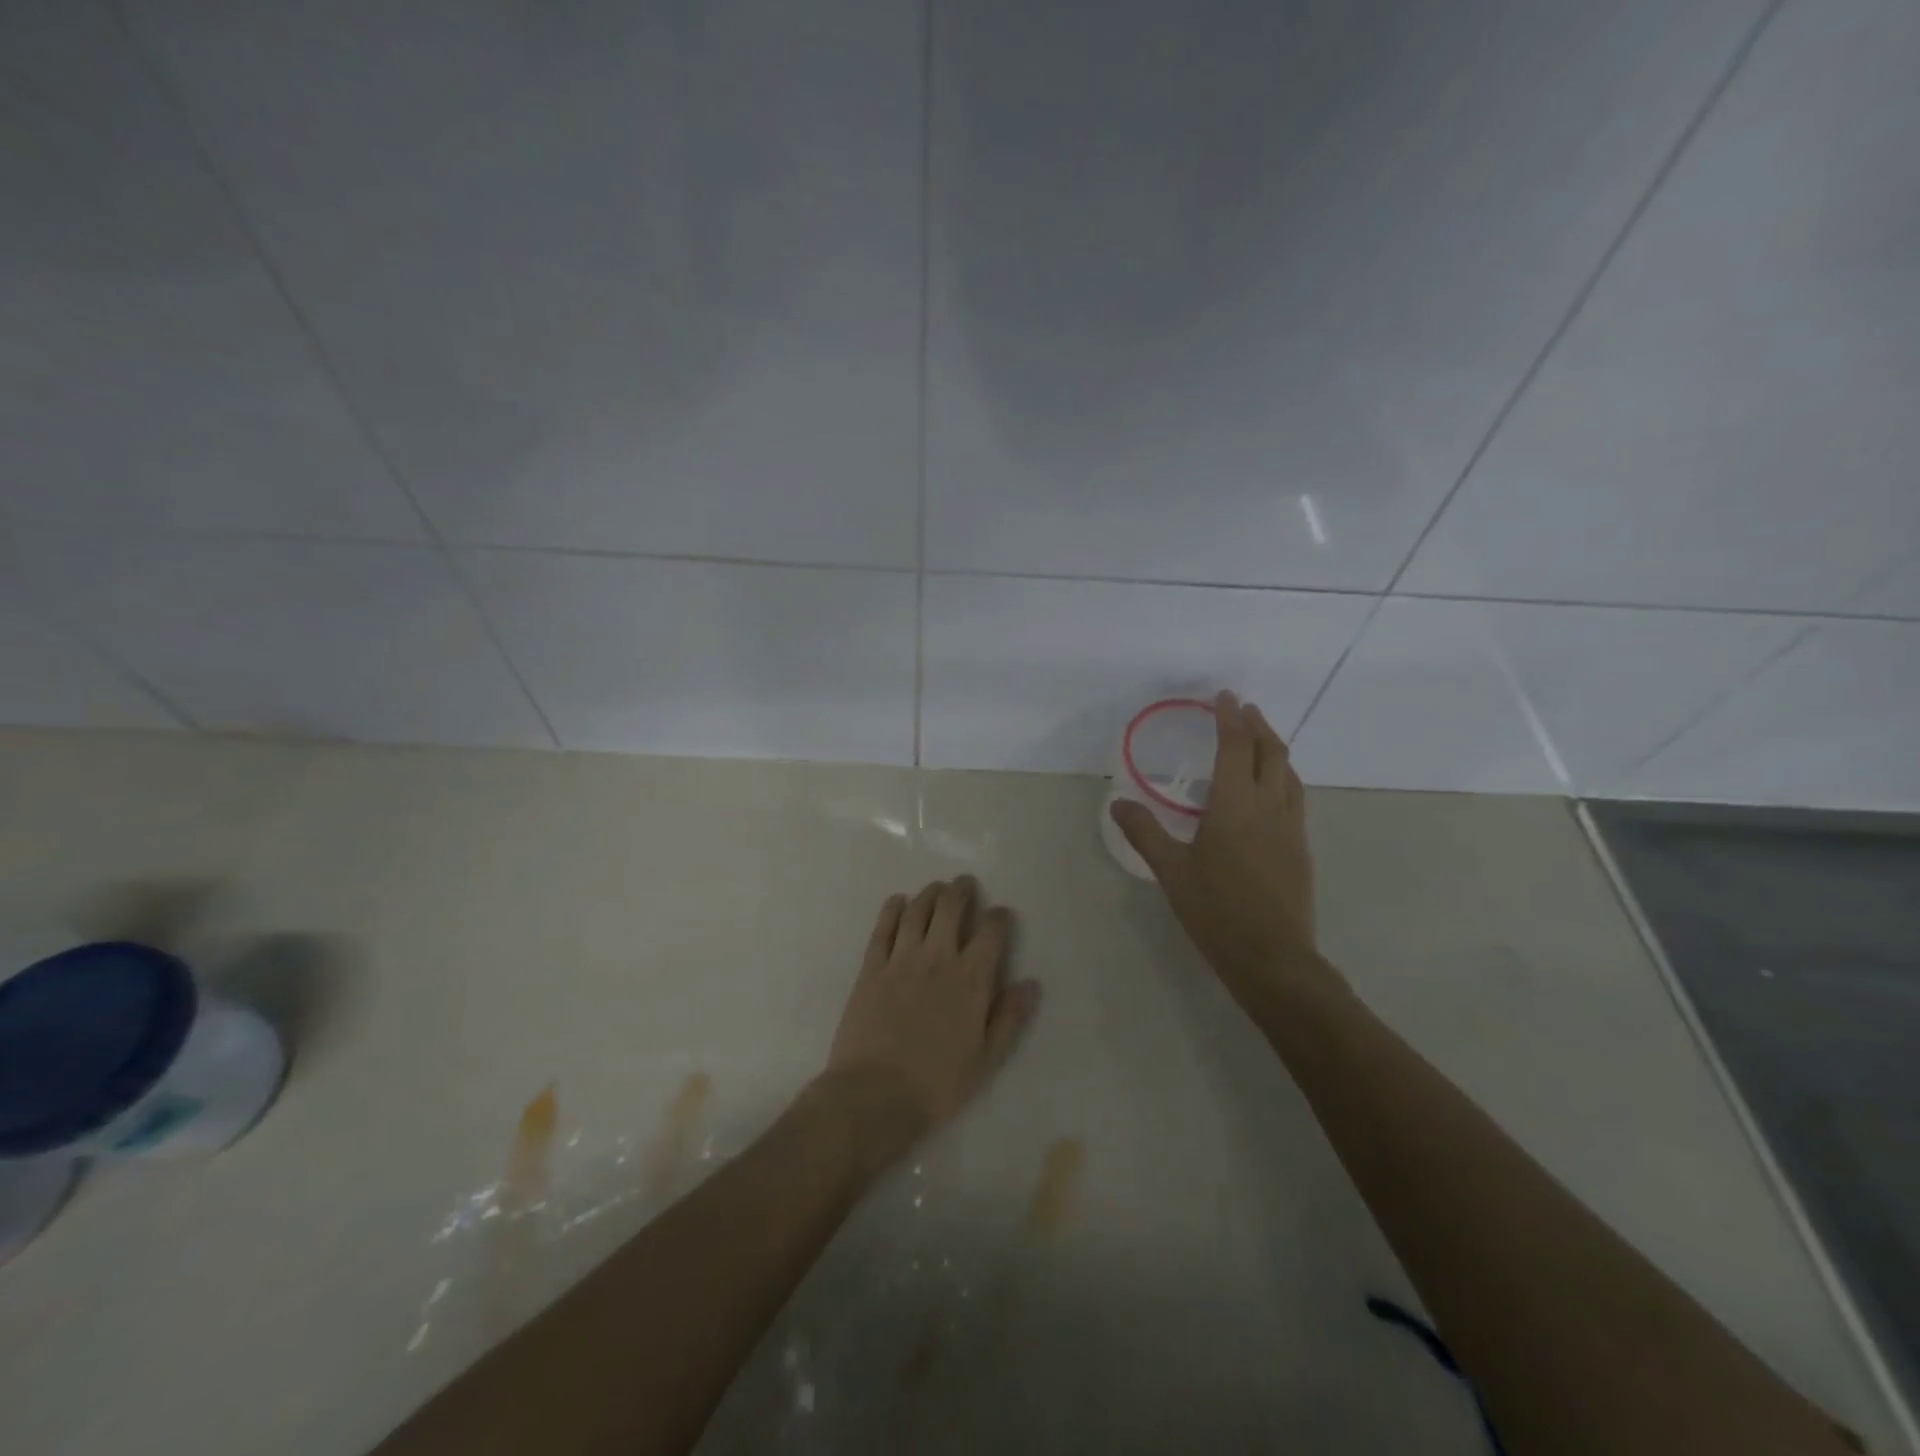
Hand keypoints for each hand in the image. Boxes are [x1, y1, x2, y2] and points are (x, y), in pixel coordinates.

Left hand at [821, 877, 1040, 1149]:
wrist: (874, 1095)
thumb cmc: (937, 1084)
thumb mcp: (986, 1060)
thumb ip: (1009, 1018)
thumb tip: (1031, 984)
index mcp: (970, 980)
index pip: (991, 932)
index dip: (999, 917)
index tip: (1001, 914)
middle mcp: (937, 958)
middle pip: (950, 907)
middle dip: (961, 890)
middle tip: (965, 885)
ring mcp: (900, 959)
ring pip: (917, 911)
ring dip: (929, 894)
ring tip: (936, 889)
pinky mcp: (871, 968)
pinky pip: (882, 928)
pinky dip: (892, 909)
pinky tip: (898, 902)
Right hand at [1110, 691, 1322, 1000]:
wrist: (1272, 957)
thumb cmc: (1216, 910)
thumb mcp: (1171, 870)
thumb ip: (1145, 831)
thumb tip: (1118, 802)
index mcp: (1235, 805)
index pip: (1236, 747)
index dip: (1230, 718)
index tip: (1225, 697)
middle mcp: (1269, 807)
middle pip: (1271, 752)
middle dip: (1258, 726)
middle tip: (1244, 710)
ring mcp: (1291, 828)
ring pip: (1289, 774)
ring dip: (1274, 750)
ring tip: (1258, 742)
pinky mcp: (1300, 849)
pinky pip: (1294, 797)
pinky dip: (1281, 778)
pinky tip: (1269, 792)